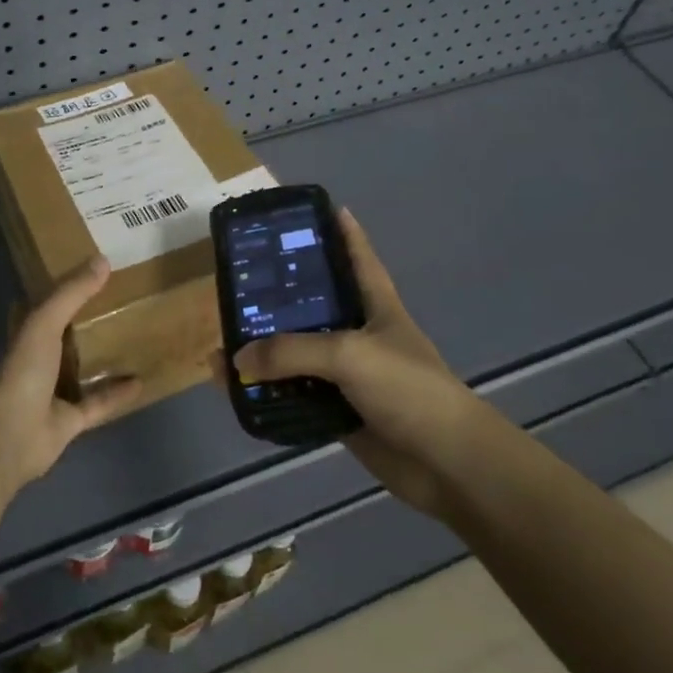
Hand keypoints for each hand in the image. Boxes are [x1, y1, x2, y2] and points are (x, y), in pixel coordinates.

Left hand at [0, 256, 142, 488]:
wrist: (13, 434)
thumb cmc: (25, 371)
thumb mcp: (45, 322)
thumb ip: (72, 293)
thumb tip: (102, 260)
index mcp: (28, 334)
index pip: (44, 304)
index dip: (61, 288)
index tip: (87, 272)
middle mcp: (40, 360)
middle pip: (67, 336)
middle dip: (87, 321)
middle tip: (120, 301)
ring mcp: (54, 392)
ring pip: (83, 369)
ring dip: (103, 357)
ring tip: (133, 338)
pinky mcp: (71, 419)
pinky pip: (99, 402)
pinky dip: (118, 393)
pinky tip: (141, 381)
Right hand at [232, 210, 474, 518]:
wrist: (446, 464)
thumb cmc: (407, 388)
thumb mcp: (349, 355)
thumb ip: (291, 352)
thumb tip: (238, 358)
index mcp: (376, 304)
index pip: (358, 255)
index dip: (341, 229)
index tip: (315, 208)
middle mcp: (360, 332)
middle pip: (316, 303)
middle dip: (282, 292)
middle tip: (241, 278)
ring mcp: (350, 374)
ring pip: (300, 352)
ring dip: (267, 349)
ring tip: (226, 337)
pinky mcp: (340, 410)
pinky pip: (297, 394)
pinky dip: (271, 392)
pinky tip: (240, 388)